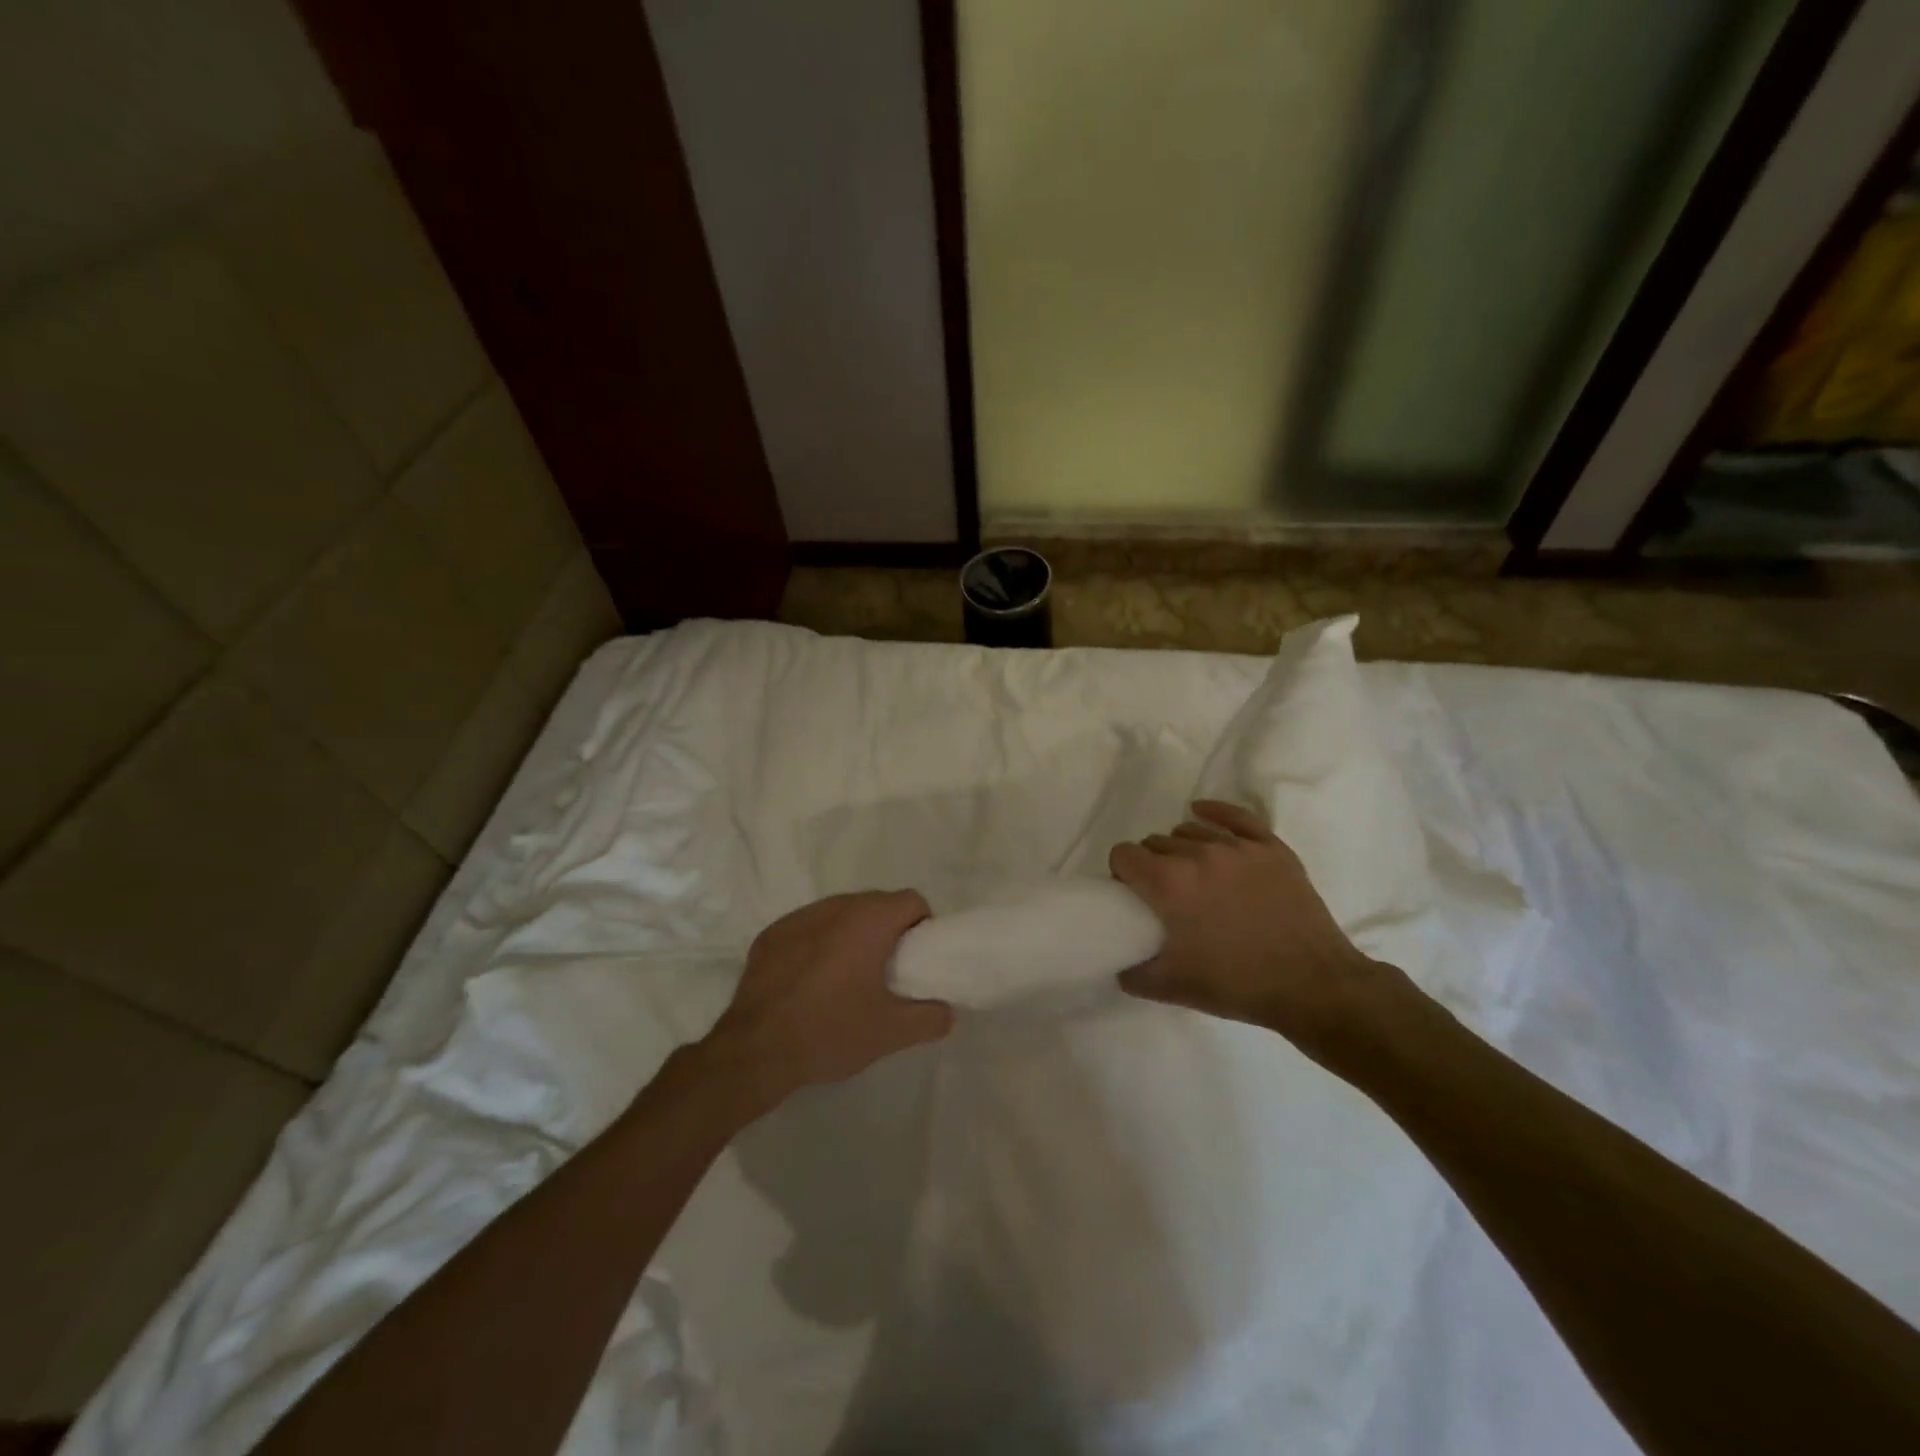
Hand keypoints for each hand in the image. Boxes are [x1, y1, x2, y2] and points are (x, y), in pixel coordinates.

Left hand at [706, 891, 953, 1107]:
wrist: (755, 1051)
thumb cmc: (831, 1031)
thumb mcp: (892, 1032)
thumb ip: (931, 1017)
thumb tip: (946, 1009)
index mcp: (868, 919)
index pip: (911, 901)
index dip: (922, 927)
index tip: (915, 959)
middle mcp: (834, 906)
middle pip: (876, 904)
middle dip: (887, 930)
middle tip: (886, 972)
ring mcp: (797, 918)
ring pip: (840, 914)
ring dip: (852, 934)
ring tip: (848, 976)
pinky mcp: (770, 935)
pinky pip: (808, 928)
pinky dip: (818, 944)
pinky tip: (811, 981)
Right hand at [1109, 801, 1387, 1059]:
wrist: (1313, 986)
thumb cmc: (1238, 985)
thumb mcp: (1174, 987)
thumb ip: (1135, 973)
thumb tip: (1120, 964)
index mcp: (1168, 883)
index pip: (1124, 854)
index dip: (1122, 873)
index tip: (1132, 893)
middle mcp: (1198, 854)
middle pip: (1156, 842)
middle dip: (1152, 864)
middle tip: (1166, 894)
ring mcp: (1238, 847)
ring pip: (1190, 830)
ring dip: (1182, 848)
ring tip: (1194, 874)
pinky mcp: (1271, 848)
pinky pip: (1235, 816)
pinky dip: (1214, 813)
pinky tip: (1202, 813)